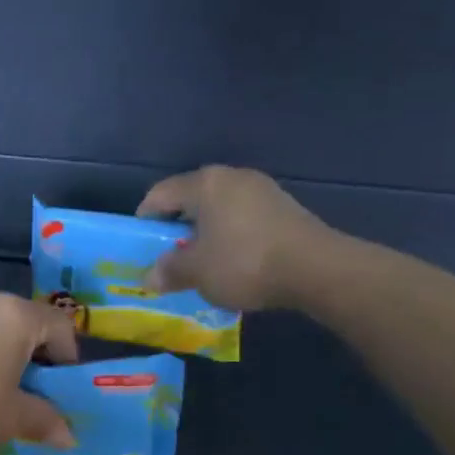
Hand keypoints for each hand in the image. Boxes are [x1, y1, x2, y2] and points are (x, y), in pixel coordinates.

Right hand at [137, 165, 344, 310]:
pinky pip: (243, 218)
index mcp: (204, 184)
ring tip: (200, 261)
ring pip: (219, 209)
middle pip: (191, 199)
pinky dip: (230, 236)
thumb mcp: (197, 272)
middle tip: (168, 255)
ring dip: (205, 232)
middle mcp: (232, 177)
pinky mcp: (283, 208)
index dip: (144, 219)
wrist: (315, 269)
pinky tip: (233, 261)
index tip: (139, 244)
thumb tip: (150, 277)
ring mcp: (262, 190)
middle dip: (176, 227)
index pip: (160, 194)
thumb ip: (169, 270)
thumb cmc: (243, 262)